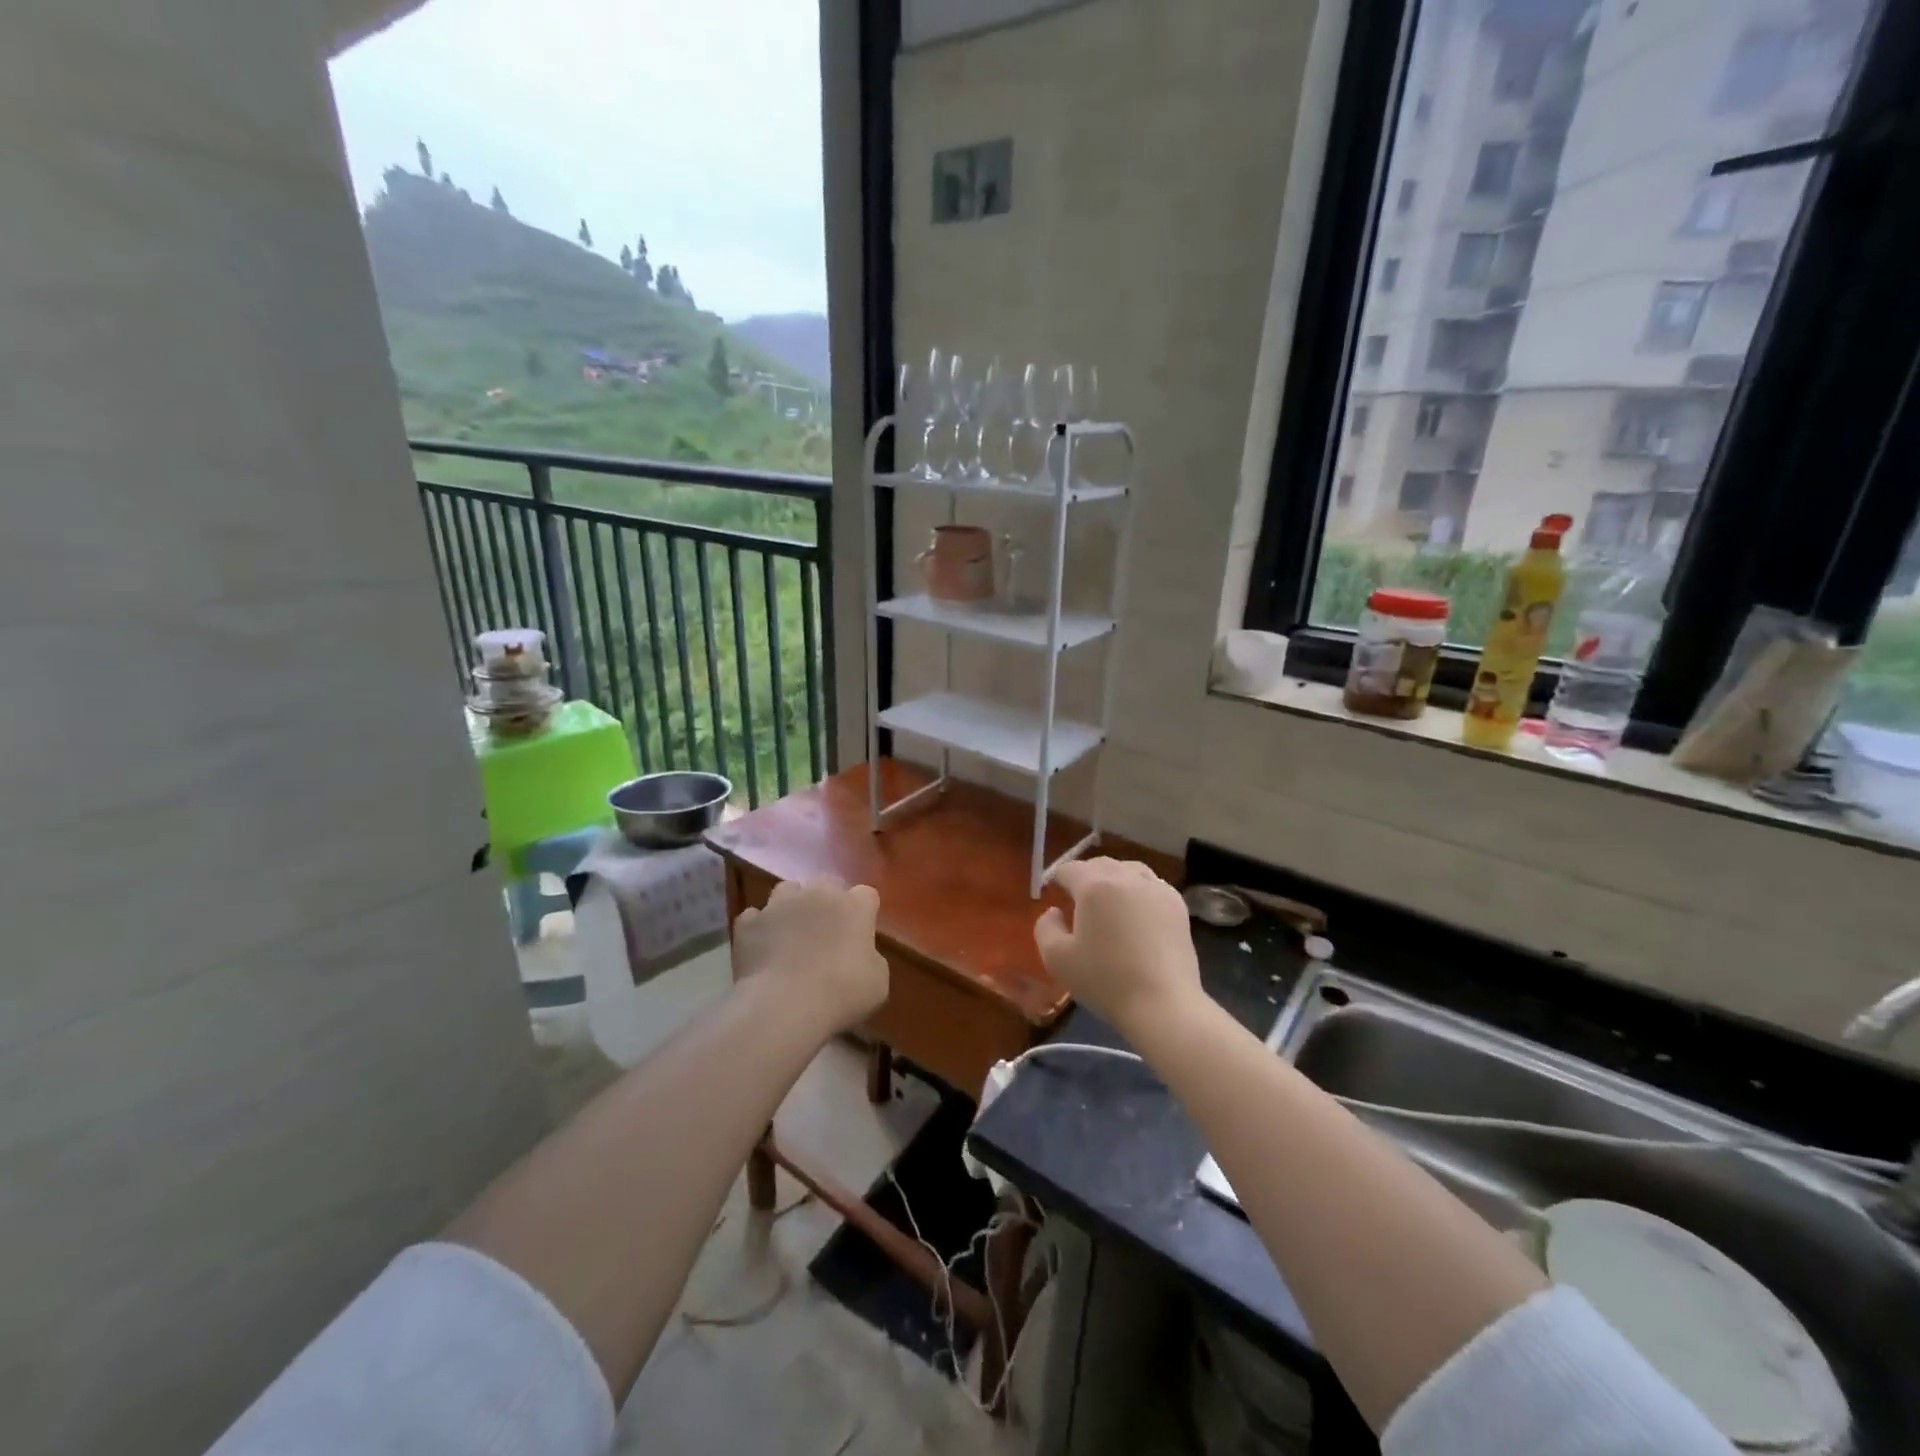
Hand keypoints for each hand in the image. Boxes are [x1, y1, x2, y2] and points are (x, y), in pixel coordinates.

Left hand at [733, 879, 888, 1035]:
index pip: (866, 895)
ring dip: (791, 906)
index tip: (860, 934)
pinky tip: (762, 949)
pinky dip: (759, 928)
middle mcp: (817, 893)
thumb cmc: (842, 993)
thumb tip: (860, 955)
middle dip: (826, 902)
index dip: (863, 913)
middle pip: (826, 884)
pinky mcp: (749, 922)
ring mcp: (779, 904)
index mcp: (854, 906)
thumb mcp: (878, 981)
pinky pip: (755, 917)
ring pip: (787, 891)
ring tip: (789, 934)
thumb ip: (871, 958)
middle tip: (825, 932)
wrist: (785, 1005)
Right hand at [1034, 859, 1201, 1033]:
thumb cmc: (1105, 980)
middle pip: (1100, 864)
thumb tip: (1055, 912)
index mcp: (1094, 886)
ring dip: (1114, 880)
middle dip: (1085, 876)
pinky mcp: (1177, 905)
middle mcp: (1126, 877)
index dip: (1057, 879)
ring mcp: (1156, 888)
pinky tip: (1137, 914)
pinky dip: (1139, 891)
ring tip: (1109, 903)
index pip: (1069, 869)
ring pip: (1129, 870)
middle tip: (1078, 900)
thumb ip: (1045, 927)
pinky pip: (1152, 885)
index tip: (1054, 895)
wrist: (1162, 1004)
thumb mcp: (1056, 959)